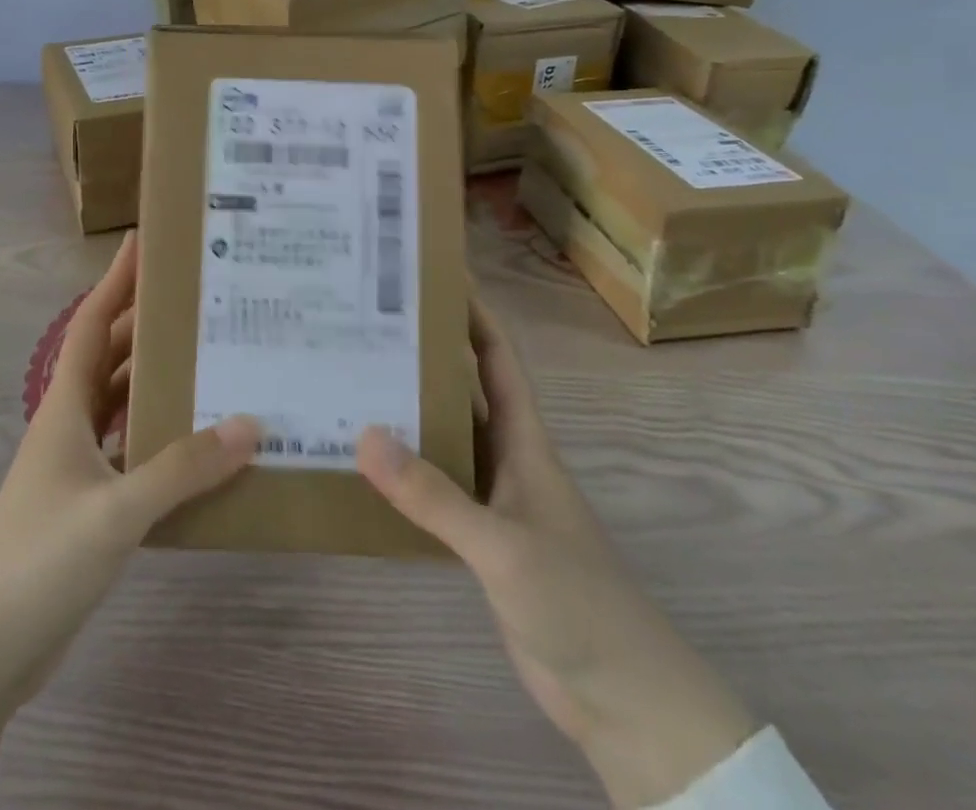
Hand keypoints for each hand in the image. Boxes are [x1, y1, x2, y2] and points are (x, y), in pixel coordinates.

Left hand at [0, 233, 258, 806]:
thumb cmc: (36, 560)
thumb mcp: (114, 511)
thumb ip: (181, 469)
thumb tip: (250, 424)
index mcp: (66, 407)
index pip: (93, 324)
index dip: (116, 281)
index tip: (144, 243)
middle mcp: (71, 426)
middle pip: (114, 359)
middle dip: (149, 326)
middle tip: (202, 302)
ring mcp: (78, 468)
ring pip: (125, 406)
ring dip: (159, 383)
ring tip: (214, 362)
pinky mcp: (89, 506)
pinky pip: (134, 453)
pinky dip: (162, 440)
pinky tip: (201, 446)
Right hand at [356, 293, 756, 809]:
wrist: (624, 699)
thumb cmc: (578, 601)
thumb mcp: (503, 544)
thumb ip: (434, 495)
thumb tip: (363, 434)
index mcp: (523, 439)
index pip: (495, 357)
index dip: (470, 312)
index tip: (430, 276)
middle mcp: (506, 457)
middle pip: (462, 388)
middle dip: (423, 354)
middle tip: (366, 325)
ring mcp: (493, 499)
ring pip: (444, 438)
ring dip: (407, 411)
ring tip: (351, 381)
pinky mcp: (480, 540)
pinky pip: (435, 488)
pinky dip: (404, 472)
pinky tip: (366, 467)